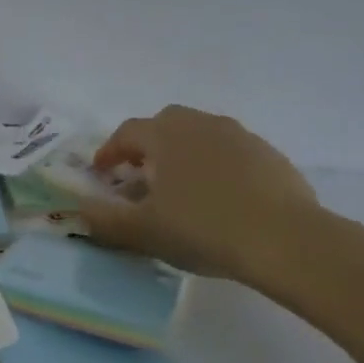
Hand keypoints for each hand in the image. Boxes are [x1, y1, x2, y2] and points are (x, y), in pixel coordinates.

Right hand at [80, 106, 328, 285]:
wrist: (283, 238)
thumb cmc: (201, 229)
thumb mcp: (142, 231)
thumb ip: (105, 219)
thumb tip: (80, 209)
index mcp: (165, 136)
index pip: (127, 133)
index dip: (109, 152)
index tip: (101, 173)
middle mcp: (201, 124)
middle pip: (165, 124)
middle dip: (147, 145)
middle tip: (139, 175)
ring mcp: (239, 136)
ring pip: (200, 135)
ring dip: (182, 154)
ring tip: (179, 188)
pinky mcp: (268, 154)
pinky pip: (229, 152)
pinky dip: (214, 166)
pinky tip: (219, 198)